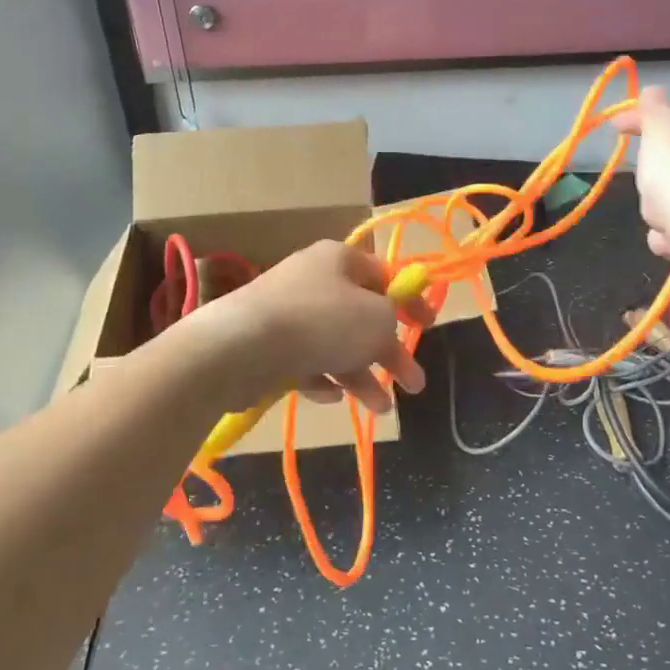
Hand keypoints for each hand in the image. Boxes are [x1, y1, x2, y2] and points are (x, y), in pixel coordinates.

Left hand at [195, 241, 430, 413]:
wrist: (241, 347)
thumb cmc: (322, 322)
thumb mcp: (377, 319)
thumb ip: (393, 320)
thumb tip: (385, 326)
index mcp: (340, 260)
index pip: (385, 275)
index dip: (411, 301)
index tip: (428, 327)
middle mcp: (314, 280)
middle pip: (361, 316)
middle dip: (389, 353)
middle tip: (412, 384)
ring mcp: (288, 312)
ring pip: (335, 344)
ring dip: (361, 375)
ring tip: (381, 409)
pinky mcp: (267, 344)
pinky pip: (305, 360)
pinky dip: (322, 378)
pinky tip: (330, 398)